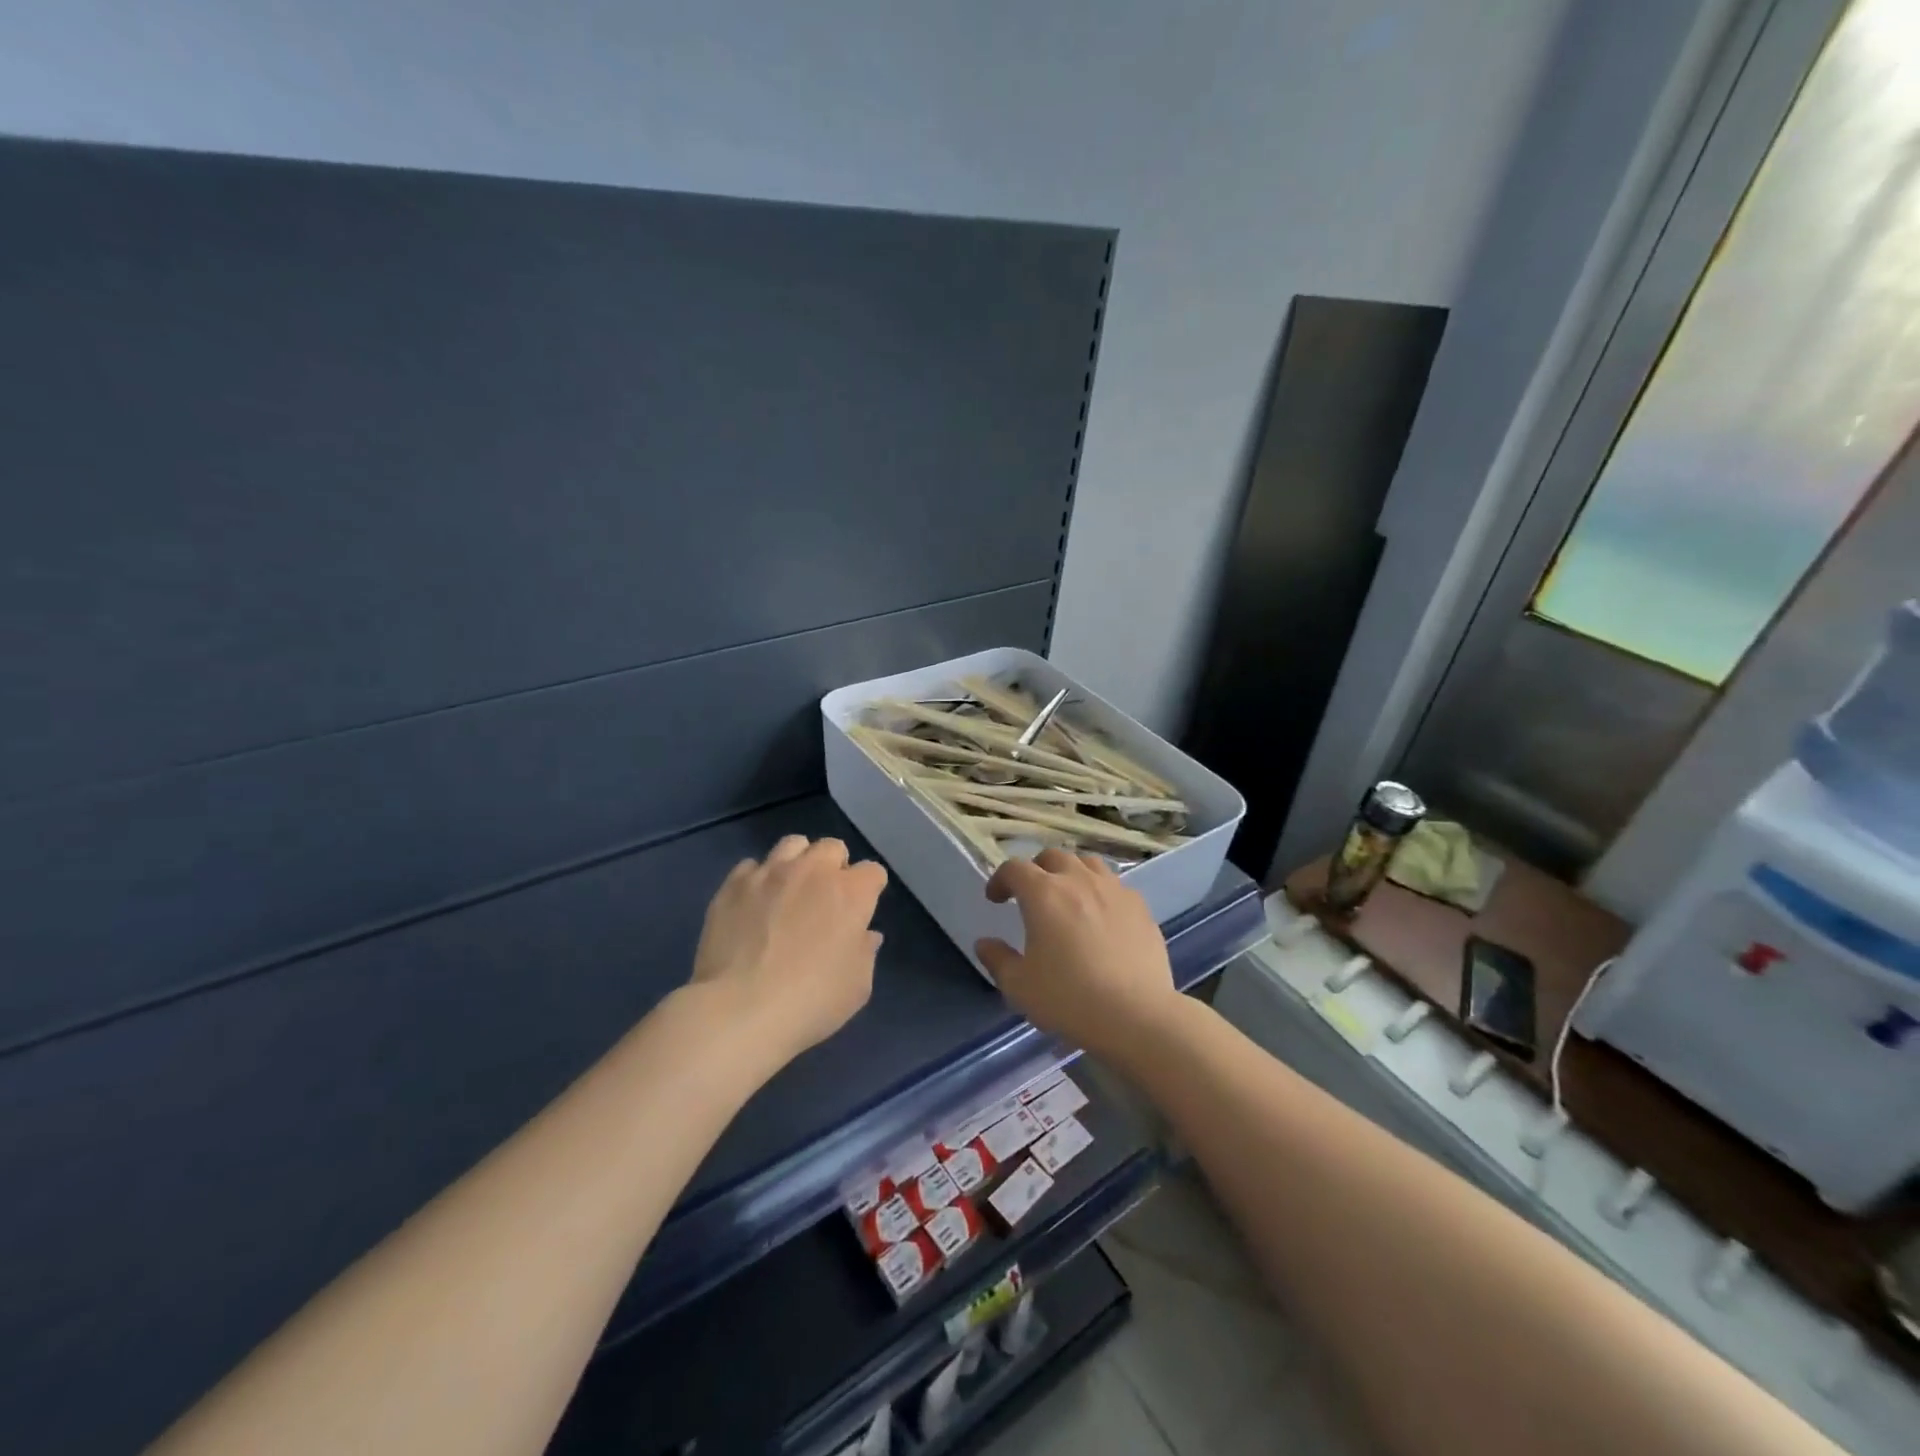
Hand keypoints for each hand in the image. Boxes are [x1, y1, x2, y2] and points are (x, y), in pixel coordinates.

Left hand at [691, 835, 887, 1064]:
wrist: (740, 1009)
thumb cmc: (811, 1000)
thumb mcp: (857, 986)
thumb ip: (865, 953)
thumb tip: (866, 935)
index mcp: (851, 893)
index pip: (873, 872)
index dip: (869, 890)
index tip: (861, 912)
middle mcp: (813, 871)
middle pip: (832, 847)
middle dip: (834, 866)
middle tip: (825, 898)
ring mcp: (770, 873)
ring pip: (792, 845)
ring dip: (798, 862)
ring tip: (790, 889)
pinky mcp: (734, 884)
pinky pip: (752, 866)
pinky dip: (758, 879)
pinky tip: (754, 904)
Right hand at [976, 848, 1181, 1059]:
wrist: (1136, 1015)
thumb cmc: (1069, 999)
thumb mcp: (1019, 986)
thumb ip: (998, 960)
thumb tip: (984, 944)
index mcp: (1043, 894)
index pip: (1015, 869)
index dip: (1000, 879)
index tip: (995, 899)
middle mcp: (1078, 881)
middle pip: (1053, 857)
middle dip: (1036, 870)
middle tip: (1031, 895)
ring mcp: (1114, 890)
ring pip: (1088, 864)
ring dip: (1071, 873)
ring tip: (1068, 897)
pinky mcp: (1140, 907)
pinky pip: (1115, 885)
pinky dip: (1101, 891)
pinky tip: (1102, 916)